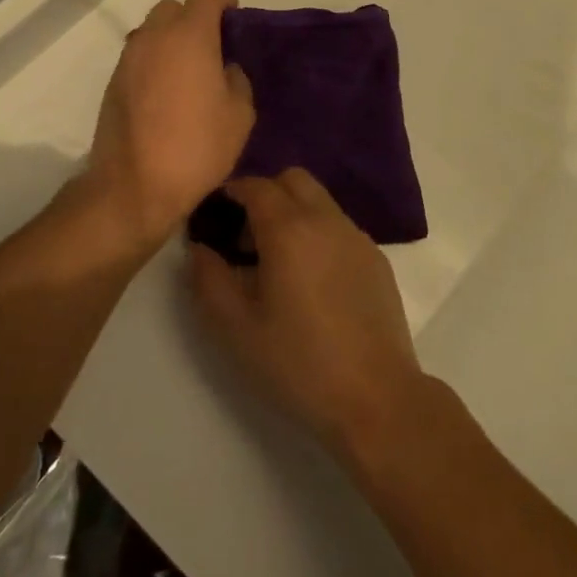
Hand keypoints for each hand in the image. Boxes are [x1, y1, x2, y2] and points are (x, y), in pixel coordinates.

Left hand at [85, 0, 254, 247]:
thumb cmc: (197, 147)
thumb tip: (225, 69)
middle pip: (173, 9)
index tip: (235, 19)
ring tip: (189, 70)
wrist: (134, 187)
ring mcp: (128, 59)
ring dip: (171, 40)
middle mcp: (154, 38)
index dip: (223, 2)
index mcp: (189, 36)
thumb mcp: (240, 115)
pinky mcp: (113, 83)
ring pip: (152, 32)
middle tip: (212, 46)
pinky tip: (168, 92)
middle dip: (194, 18)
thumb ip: (237, 80)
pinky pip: (139, 57)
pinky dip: (155, 62)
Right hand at [189, 169, 430, 461]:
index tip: (215, 215)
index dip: (232, 192)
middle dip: (265, 194)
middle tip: (246, 238)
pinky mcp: (376, 258)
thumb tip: (200, 248)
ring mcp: (357, 237)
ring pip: (320, 200)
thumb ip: (209, 280)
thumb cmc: (299, 362)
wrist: (376, 396)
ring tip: (278, 263)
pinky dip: (318, 234)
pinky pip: (340, 226)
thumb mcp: (236, 328)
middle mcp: (327, 220)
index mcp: (290, 229)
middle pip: (293, 180)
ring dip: (293, 213)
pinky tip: (312, 282)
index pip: (256, 185)